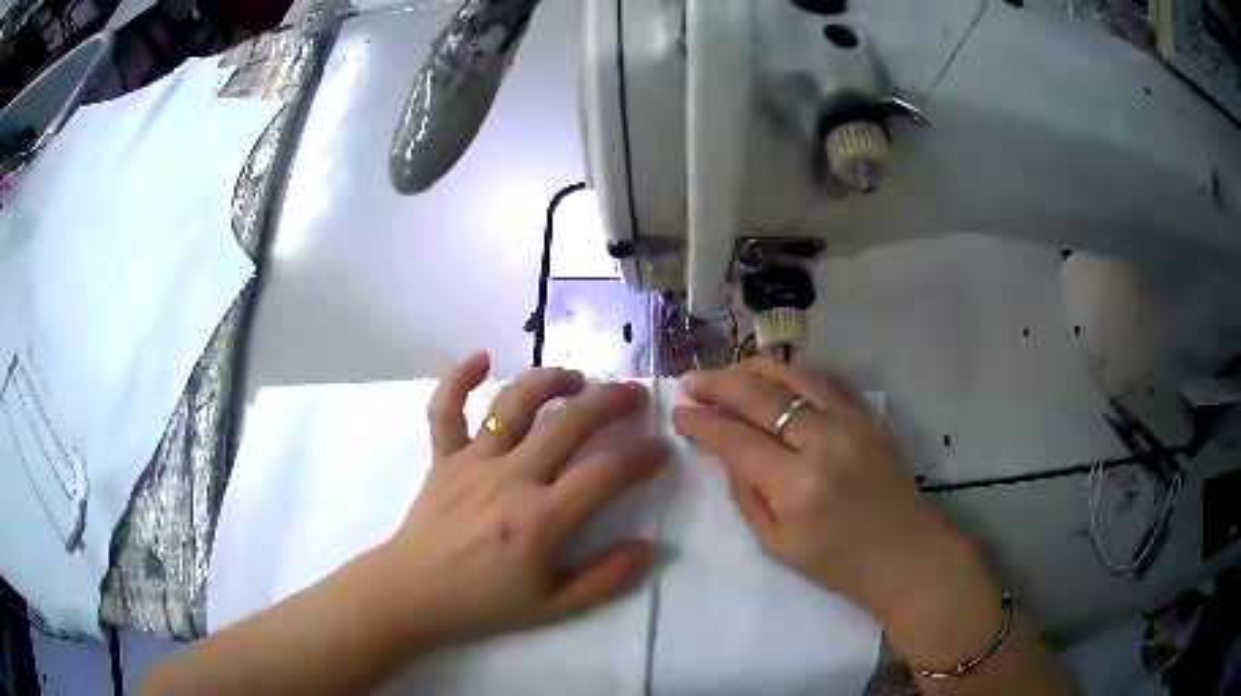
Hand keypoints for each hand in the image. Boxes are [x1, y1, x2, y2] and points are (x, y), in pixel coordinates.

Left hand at [374, 353, 667, 645]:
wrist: (413, 593)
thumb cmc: (484, 603)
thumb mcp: (553, 607)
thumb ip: (605, 578)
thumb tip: (650, 547)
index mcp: (540, 519)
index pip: (605, 474)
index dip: (642, 458)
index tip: (662, 451)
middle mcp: (509, 479)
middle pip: (567, 424)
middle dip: (609, 402)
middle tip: (635, 395)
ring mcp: (472, 462)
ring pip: (513, 404)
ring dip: (549, 381)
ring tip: (576, 377)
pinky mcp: (443, 457)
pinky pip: (445, 409)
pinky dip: (459, 379)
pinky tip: (480, 357)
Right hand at [672, 358, 1002, 665]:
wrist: (904, 554)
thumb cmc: (837, 562)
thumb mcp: (776, 543)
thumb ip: (746, 493)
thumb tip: (726, 450)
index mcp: (797, 486)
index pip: (736, 439)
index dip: (701, 423)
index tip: (679, 414)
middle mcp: (825, 443)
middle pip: (761, 396)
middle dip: (719, 384)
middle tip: (692, 381)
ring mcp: (854, 423)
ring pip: (796, 376)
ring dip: (756, 368)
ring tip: (730, 370)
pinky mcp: (872, 417)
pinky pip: (829, 381)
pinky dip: (797, 375)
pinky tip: (779, 378)